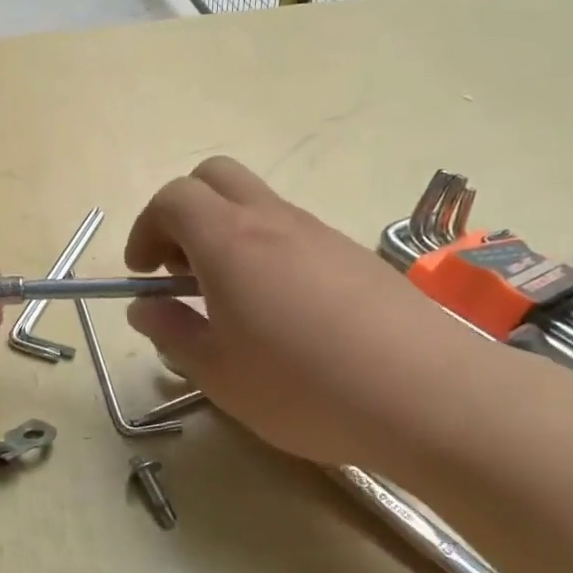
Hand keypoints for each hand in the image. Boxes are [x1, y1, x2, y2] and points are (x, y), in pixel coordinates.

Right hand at [124, 158, 494, 470]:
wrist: (429, 395)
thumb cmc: (304, 387)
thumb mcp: (217, 372)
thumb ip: (172, 331)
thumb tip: (143, 307)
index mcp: (229, 242)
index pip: (173, 198)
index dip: (146, 228)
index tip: (143, 273)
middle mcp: (273, 221)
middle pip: (214, 176)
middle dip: (183, 212)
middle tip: (181, 269)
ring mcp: (320, 233)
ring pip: (257, 203)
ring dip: (226, 233)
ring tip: (231, 301)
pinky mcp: (355, 255)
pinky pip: (294, 232)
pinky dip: (266, 251)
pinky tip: (283, 314)